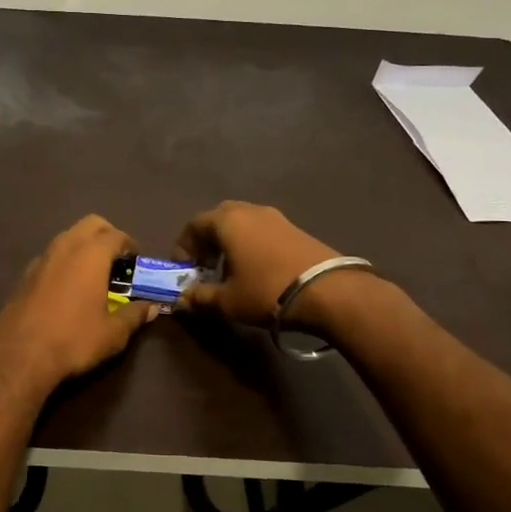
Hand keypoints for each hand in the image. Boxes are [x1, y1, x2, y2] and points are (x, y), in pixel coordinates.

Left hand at [0, 215, 157, 395]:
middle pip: (90, 224)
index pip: (116, 235)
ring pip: (67, 237)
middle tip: (117, 260)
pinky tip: (68, 288)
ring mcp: (41, 259)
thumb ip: (135, 315)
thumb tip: (151, 307)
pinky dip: (64, 262)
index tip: (136, 262)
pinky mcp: (25, 275)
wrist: (19, 356)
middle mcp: (65, 247)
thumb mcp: (113, 333)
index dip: (130, 245)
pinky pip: (51, 256)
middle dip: (107, 235)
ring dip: (84, 247)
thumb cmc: (74, 340)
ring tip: (94, 274)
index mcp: (90, 255)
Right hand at [176, 201, 345, 327]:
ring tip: (230, 270)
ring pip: (242, 223)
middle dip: (206, 241)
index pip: (193, 225)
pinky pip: (262, 230)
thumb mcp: (228, 301)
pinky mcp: (295, 228)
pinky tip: (256, 269)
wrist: (328, 291)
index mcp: (227, 221)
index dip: (183, 247)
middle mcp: (249, 210)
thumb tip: (183, 299)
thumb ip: (200, 297)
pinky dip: (250, 244)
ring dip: (230, 242)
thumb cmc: (266, 291)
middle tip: (205, 267)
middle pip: (218, 219)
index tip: (183, 270)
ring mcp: (275, 217)